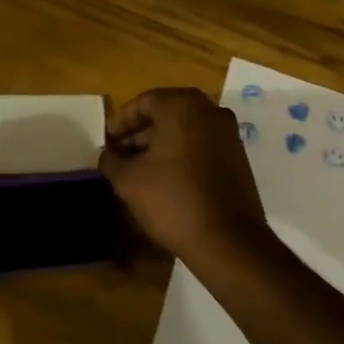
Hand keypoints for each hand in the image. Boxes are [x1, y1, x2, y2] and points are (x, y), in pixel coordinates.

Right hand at [100, 88, 269, 266]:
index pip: (143, 102)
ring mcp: (228, 134)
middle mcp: (210, 111)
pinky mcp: (237, 157)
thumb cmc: (173, 200)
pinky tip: (164, 178)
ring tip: (137, 168)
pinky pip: (201, 145)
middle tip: (118, 153)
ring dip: (159, 144)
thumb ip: (112, 161)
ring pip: (185, 129)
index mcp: (183, 106)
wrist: (228, 241)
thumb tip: (108, 155)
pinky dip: (181, 154)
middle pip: (166, 113)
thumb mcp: (129, 180)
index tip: (106, 141)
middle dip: (139, 132)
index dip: (120, 121)